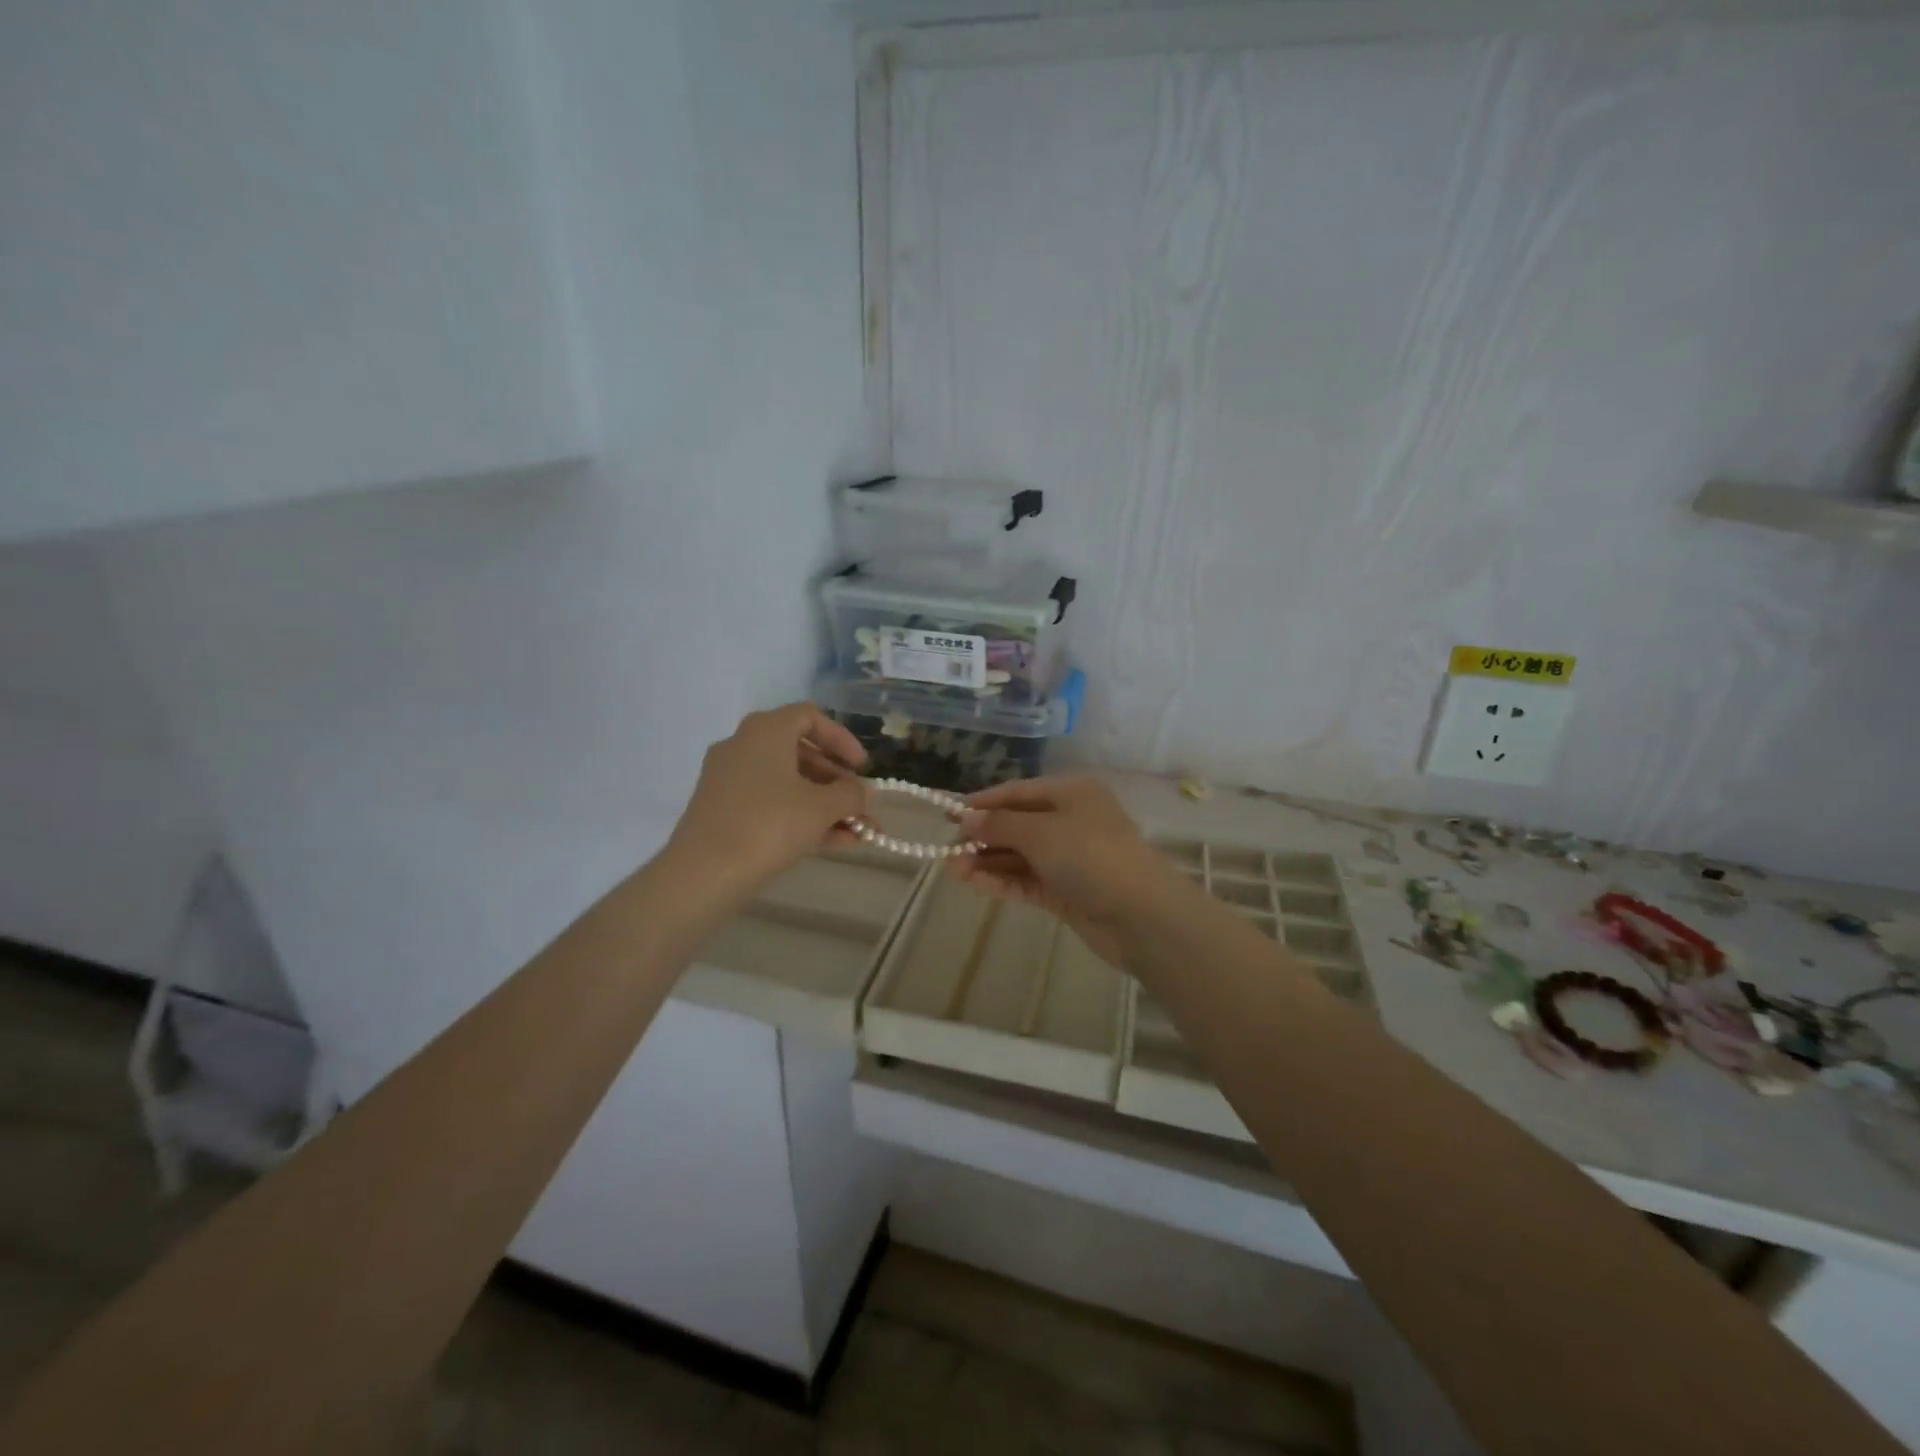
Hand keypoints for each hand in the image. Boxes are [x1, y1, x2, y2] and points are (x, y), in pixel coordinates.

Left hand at [668, 704, 868, 893]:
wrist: (703, 874)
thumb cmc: (769, 825)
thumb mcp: (821, 808)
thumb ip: (851, 795)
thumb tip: (864, 792)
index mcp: (766, 731)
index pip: (810, 717)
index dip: (842, 739)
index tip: (862, 768)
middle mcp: (743, 746)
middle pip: (801, 753)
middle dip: (837, 782)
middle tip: (861, 805)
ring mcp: (729, 779)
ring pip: (788, 783)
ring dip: (825, 805)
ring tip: (858, 833)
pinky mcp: (722, 810)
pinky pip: (770, 803)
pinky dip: (800, 817)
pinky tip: (834, 843)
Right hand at [947, 776, 1176, 965]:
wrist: (1140, 914)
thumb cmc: (1090, 855)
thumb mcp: (1040, 831)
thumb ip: (1000, 824)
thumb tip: (966, 818)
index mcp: (1071, 793)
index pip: (1018, 792)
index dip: (983, 802)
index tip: (949, 813)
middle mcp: (1071, 821)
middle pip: (1018, 824)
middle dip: (983, 836)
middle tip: (948, 850)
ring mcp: (1070, 859)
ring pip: (1020, 855)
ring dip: (988, 861)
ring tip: (954, 871)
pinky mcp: (1067, 892)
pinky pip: (1028, 880)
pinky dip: (1003, 881)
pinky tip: (976, 884)